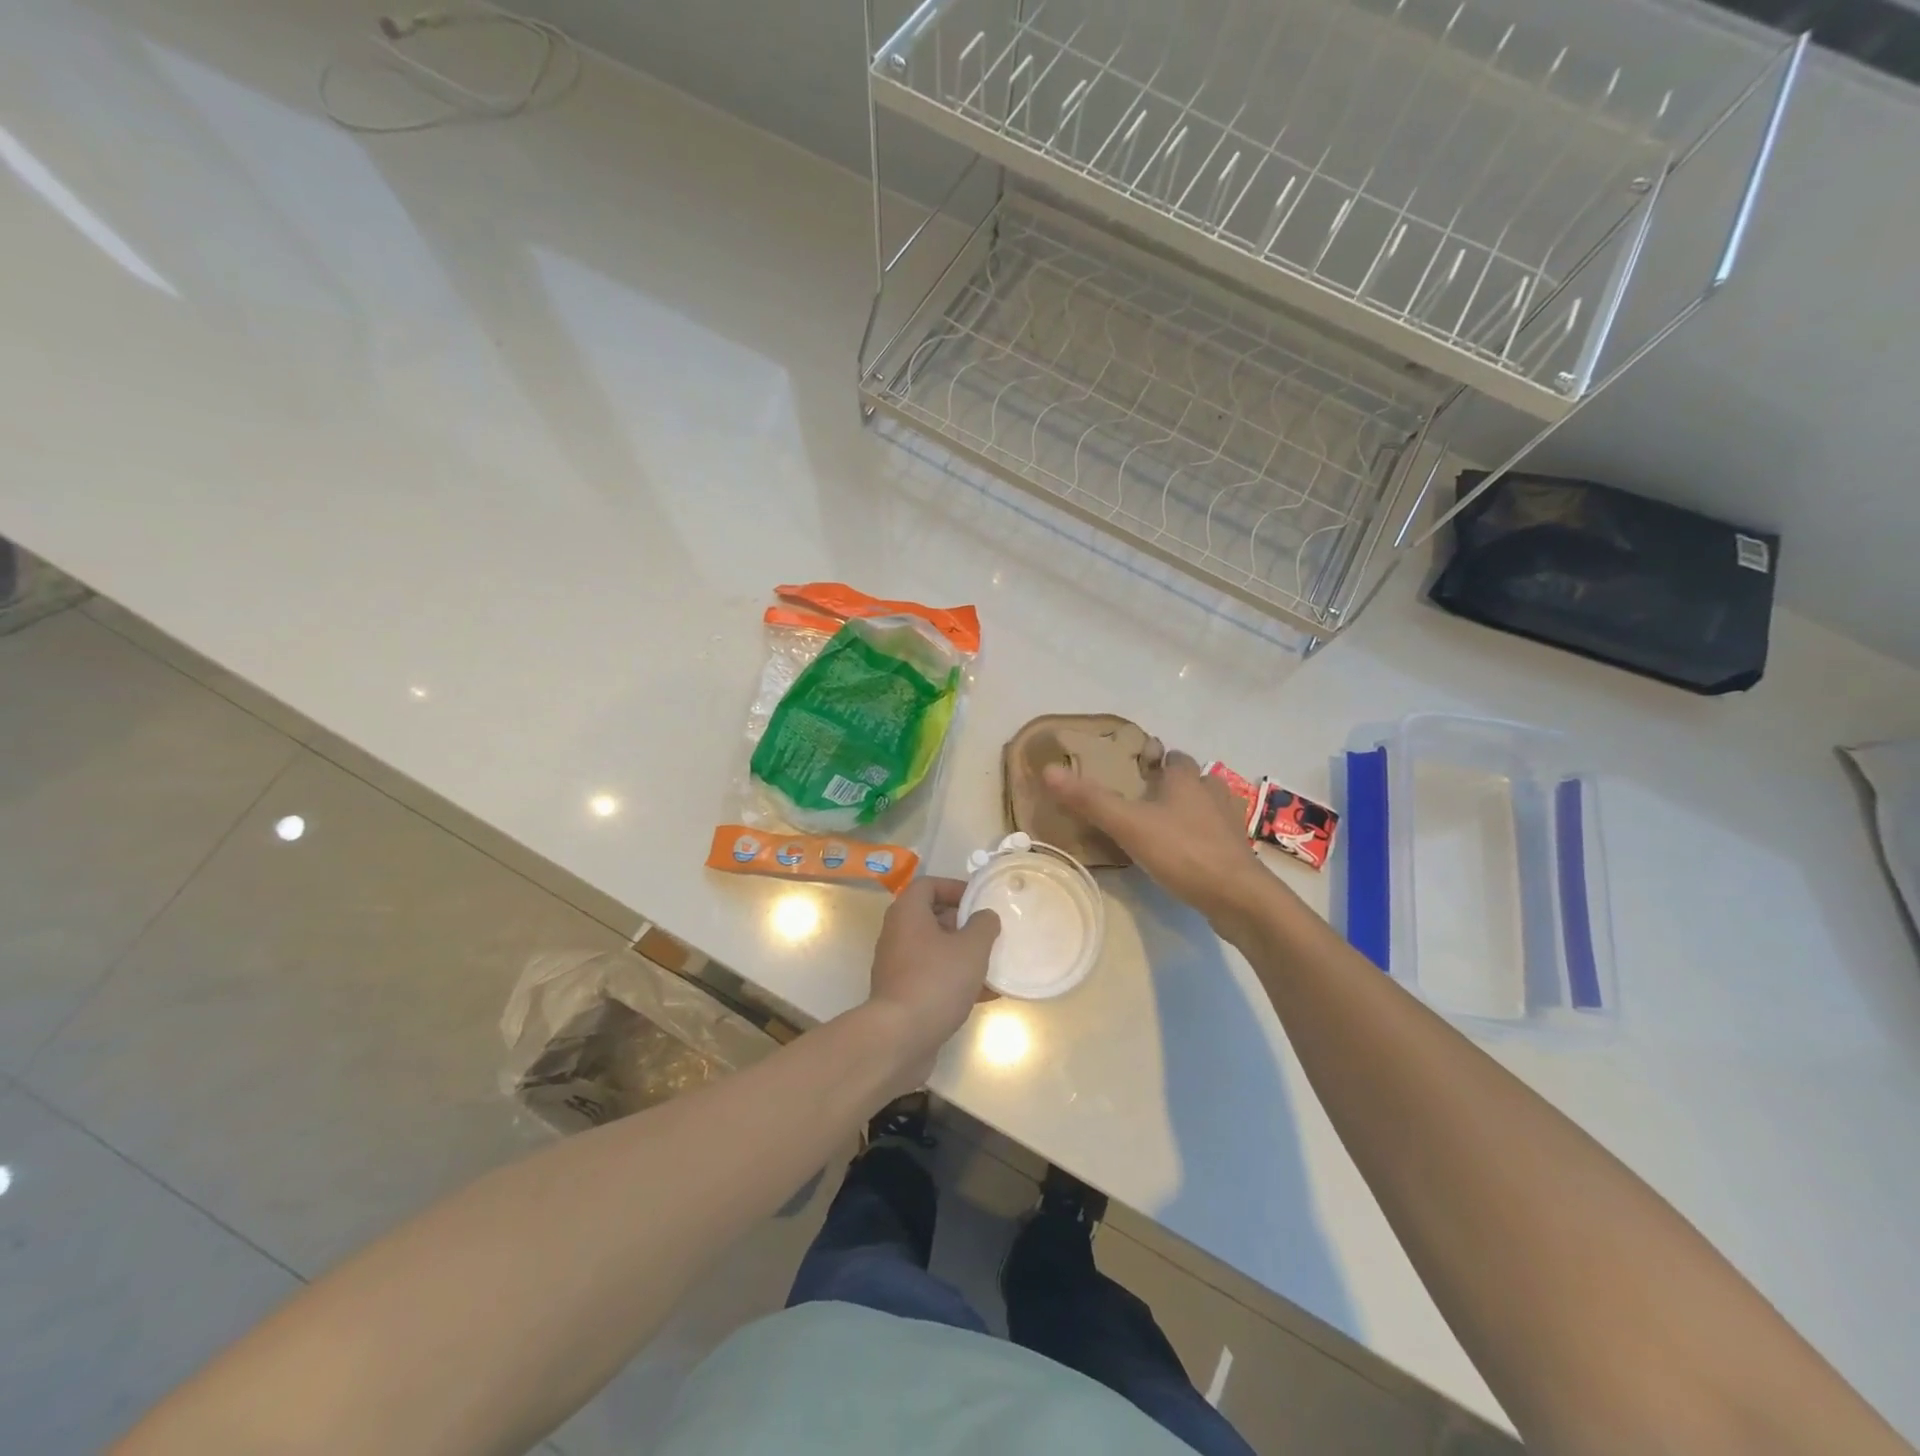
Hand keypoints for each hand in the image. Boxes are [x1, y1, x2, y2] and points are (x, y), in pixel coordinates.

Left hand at [864, 876, 999, 1083]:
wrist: (899, 1037)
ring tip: (993, 963)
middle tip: (989, 932)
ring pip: (934, 950)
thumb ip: (983, 925)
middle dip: (963, 923)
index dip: (954, 887)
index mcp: (907, 913)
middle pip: (931, 917)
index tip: (979, 900)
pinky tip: (984, 994)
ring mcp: (897, 966)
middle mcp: (897, 934)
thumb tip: (985, 916)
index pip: (928, 885)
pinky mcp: (902, 994)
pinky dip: (955, 980)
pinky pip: (932, 976)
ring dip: (962, 954)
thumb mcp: (971, 948)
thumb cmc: (936, 980)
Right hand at [1043, 749, 1272, 928]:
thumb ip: (1090, 800)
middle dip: (1174, 786)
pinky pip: (1217, 835)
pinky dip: (1202, 838)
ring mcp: (1230, 824)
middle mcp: (1212, 794)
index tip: (1136, 771)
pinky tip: (1186, 854)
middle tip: (1145, 802)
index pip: (1174, 757)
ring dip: (1191, 811)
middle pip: (1194, 780)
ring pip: (1209, 806)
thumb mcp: (1128, 824)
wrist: (1238, 898)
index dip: (1157, 760)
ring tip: (1164, 827)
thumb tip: (1048, 770)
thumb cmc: (1182, 851)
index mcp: (1187, 780)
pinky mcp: (1238, 853)